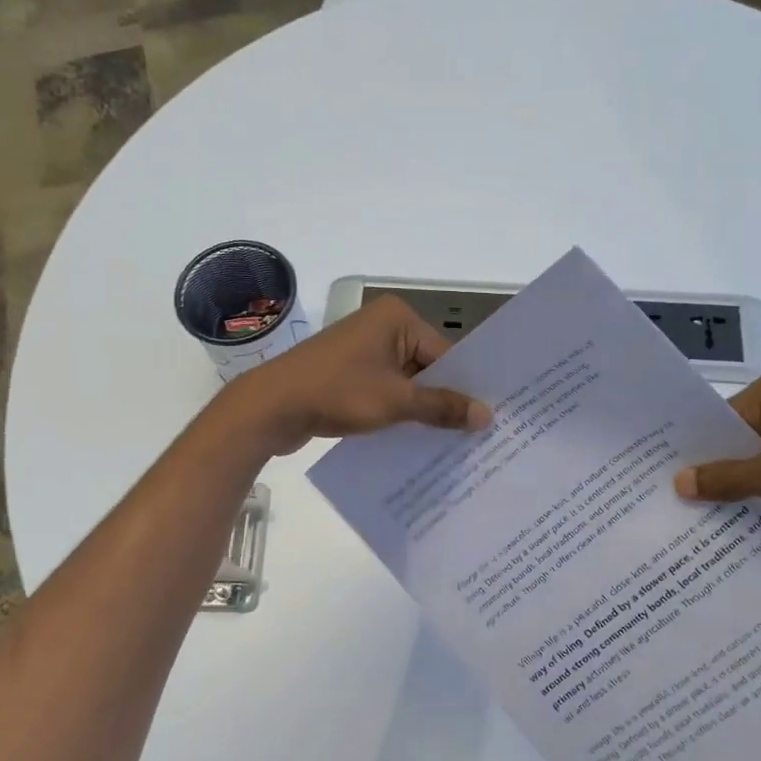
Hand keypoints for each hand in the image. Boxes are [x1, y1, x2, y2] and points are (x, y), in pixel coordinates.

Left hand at [223, 295, 492, 455]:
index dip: (466, 387)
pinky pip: (385, 390)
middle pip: (427, 367)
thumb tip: (487, 416)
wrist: (271, 406)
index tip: (489, 418)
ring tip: (453, 443)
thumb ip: (442, 407)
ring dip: (421, 410)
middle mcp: (382, 326)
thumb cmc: (338, 392)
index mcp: (397, 318)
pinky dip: (398, 411)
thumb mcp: (396, 401)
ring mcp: (363, 350)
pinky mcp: (348, 373)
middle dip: (445, 400)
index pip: (446, 354)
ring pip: (406, 382)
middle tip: (479, 434)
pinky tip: (417, 440)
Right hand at [673, 371, 760, 546]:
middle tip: (673, 505)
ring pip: (758, 462)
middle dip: (713, 472)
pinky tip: (744, 524)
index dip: (691, 451)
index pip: (715, 420)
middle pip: (734, 441)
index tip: (662, 481)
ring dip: (739, 489)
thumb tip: (678, 482)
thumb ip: (726, 478)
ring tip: (701, 520)